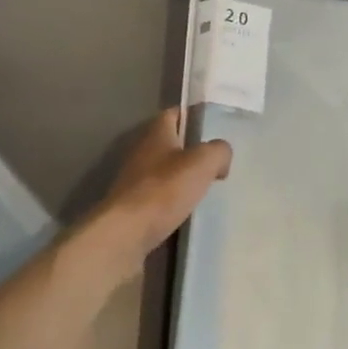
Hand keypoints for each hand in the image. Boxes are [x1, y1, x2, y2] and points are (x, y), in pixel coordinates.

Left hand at [88, 109, 230, 275]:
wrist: (125, 235)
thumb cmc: (163, 190)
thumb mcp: (202, 162)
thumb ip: (218, 151)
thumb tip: (222, 156)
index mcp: (156, 132)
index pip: (175, 113)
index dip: (194, 116)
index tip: (214, 126)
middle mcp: (141, 151)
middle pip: (170, 143)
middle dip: (191, 150)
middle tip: (216, 161)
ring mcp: (133, 180)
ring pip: (164, 172)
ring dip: (182, 178)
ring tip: (207, 189)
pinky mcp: (132, 208)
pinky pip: (158, 198)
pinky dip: (173, 202)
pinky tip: (188, 213)